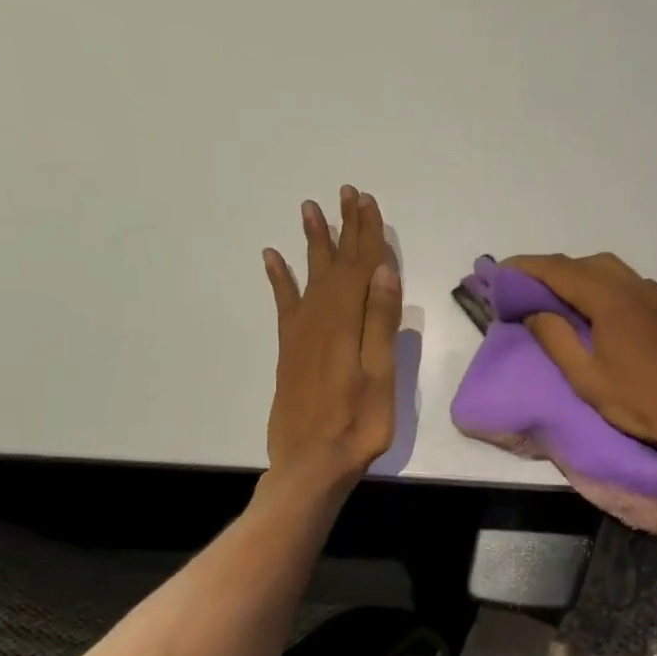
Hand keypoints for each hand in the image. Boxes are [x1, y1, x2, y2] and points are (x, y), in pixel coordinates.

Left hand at [263, 185, 401, 482]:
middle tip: (346, 193)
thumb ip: (380, 321)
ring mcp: (301, 333)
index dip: (366, 232)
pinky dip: (279, 278)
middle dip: (343, 227)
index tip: (367, 200)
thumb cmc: (358, 422)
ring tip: (311, 210)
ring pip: (310, 275)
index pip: (360, 266)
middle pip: (335, 263)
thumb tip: (384, 270)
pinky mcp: (290, 349)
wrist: (311, 462)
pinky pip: (284, 303)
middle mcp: (320, 318)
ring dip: (313, 242)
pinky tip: (272, 258)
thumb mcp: (380, 374)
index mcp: (347, 322)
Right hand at [504, 252, 656, 452]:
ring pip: (606, 267)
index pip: (559, 270)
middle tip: (522, 288)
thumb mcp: (585, 377)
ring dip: (575, 274)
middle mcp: (632, 285)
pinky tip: (590, 306)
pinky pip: (624, 280)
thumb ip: (555, 338)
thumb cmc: (638, 401)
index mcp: (610, 299)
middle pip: (582, 263)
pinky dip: (598, 282)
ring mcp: (652, 293)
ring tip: (553, 297)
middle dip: (549, 270)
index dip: (526, 267)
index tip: (500, 271)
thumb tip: (533, 310)